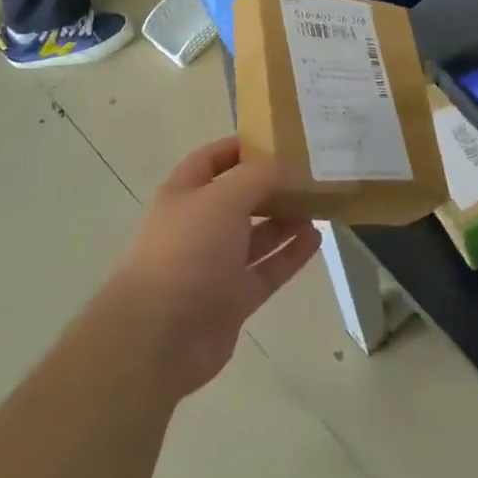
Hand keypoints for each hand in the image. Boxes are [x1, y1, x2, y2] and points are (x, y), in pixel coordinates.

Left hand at [107, 138, 318, 399]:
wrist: (158, 336)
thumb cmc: (186, 251)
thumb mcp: (223, 199)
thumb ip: (257, 177)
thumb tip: (284, 164)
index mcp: (185, 192)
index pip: (214, 159)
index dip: (243, 147)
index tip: (280, 140)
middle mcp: (199, 224)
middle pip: (239, 197)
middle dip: (271, 186)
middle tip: (311, 174)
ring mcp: (215, 264)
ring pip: (256, 234)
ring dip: (285, 219)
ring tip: (319, 204)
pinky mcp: (232, 299)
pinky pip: (267, 269)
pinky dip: (290, 254)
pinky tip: (316, 239)